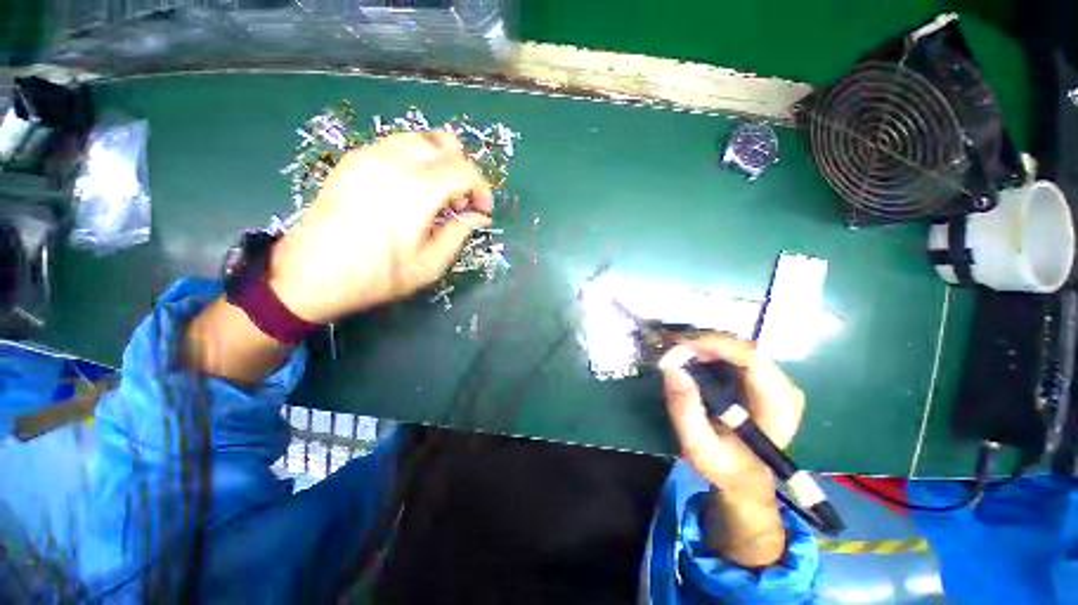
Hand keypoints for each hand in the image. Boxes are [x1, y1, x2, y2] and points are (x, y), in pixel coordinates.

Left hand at [269, 132, 493, 322]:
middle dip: (463, 173)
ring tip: (437, 195)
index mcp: (417, 190)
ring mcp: (369, 156)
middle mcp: (394, 162)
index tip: (483, 211)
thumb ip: (459, 233)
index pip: (464, 170)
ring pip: (421, 140)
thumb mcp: (429, 264)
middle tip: (459, 204)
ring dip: (440, 163)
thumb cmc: (377, 276)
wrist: (310, 275)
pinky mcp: (353, 160)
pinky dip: (416, 161)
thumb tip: (478, 216)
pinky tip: (411, 190)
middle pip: (445, 145)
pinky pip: (396, 146)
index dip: (482, 189)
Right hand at [661, 333, 803, 491]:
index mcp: (778, 407)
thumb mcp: (699, 447)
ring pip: (736, 346)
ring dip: (703, 344)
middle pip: (742, 347)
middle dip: (702, 342)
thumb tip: (671, 367)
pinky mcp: (762, 379)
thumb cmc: (724, 467)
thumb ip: (685, 410)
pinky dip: (708, 350)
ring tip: (674, 349)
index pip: (751, 358)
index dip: (713, 344)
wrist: (744, 478)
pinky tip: (688, 355)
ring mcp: (775, 381)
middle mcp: (784, 387)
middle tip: (669, 345)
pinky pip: (733, 354)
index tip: (678, 344)